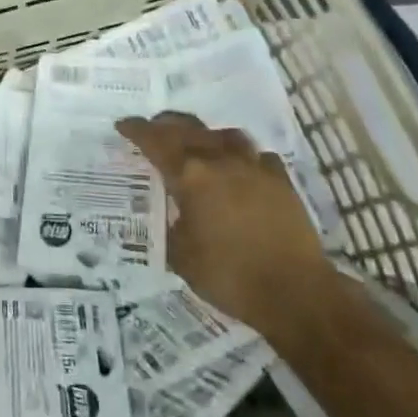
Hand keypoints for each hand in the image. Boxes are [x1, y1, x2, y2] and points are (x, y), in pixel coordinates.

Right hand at [117, 113, 333, 327]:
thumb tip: (170, 214)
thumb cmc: (229, 275)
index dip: (136, 131)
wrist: (294, 291)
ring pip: (224, 135)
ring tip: (197, 142)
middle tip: (152, 128)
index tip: (123, 125)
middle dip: (165, 125)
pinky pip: (257, 155)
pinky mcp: (281, 180)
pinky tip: (241, 167)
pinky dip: (242, 156)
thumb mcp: (181, 256)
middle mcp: (220, 161)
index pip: (155, 142)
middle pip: (188, 129)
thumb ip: (171, 225)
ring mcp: (254, 167)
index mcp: (190, 175)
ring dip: (204, 134)